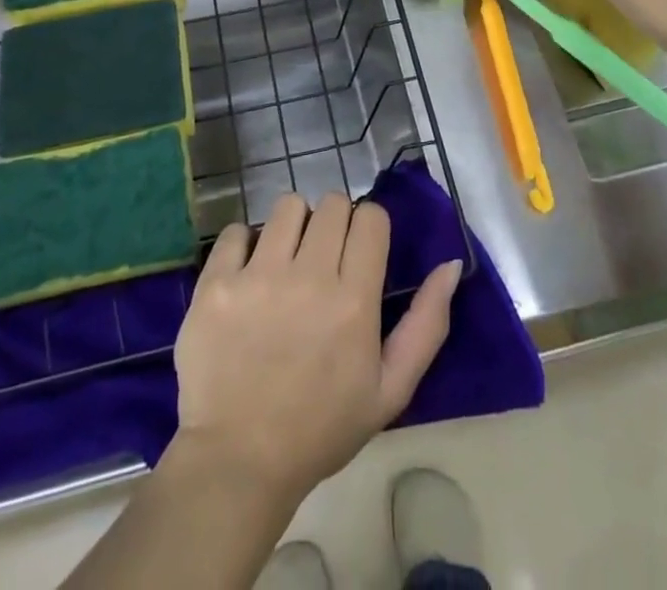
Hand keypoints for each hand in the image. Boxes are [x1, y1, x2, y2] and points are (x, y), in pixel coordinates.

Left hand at [171, 193, 461, 506]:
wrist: (238, 462)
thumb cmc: (321, 428)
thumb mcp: (390, 390)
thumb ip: (426, 324)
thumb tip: (449, 264)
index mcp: (354, 300)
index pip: (371, 217)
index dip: (369, 228)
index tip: (359, 252)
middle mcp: (309, 276)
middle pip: (332, 203)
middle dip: (334, 223)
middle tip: (323, 259)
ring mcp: (258, 276)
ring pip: (287, 206)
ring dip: (293, 226)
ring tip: (286, 261)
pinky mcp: (216, 283)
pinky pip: (236, 229)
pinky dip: (244, 245)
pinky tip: (247, 274)